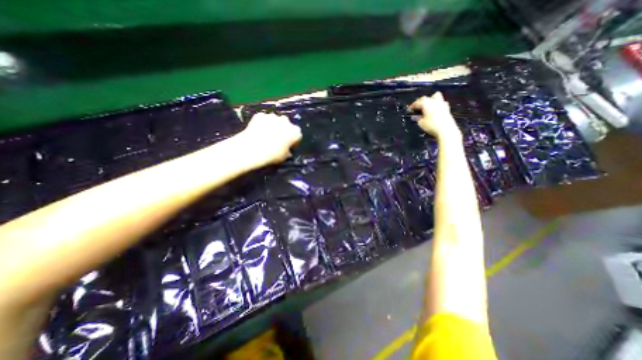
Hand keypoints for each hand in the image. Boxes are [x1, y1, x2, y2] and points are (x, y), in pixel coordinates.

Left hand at [238, 112, 303, 166]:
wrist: (253, 148)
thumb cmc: (273, 154)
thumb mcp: (284, 157)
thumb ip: (288, 152)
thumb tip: (287, 152)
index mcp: (295, 132)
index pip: (297, 137)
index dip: (293, 143)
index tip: (289, 148)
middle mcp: (286, 121)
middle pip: (287, 126)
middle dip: (284, 131)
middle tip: (278, 141)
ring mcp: (273, 116)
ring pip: (275, 121)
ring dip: (273, 126)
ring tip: (267, 136)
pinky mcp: (260, 115)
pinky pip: (263, 120)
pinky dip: (262, 124)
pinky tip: (258, 132)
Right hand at [409, 91, 458, 139]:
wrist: (446, 130)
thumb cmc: (431, 125)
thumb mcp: (421, 123)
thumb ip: (417, 118)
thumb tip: (414, 116)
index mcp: (426, 103)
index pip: (417, 102)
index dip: (412, 106)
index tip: (408, 111)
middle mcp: (434, 101)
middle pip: (425, 98)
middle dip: (420, 102)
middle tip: (416, 108)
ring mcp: (442, 103)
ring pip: (435, 97)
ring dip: (429, 100)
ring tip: (426, 106)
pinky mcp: (446, 108)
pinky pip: (440, 102)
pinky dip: (435, 104)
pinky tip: (433, 110)